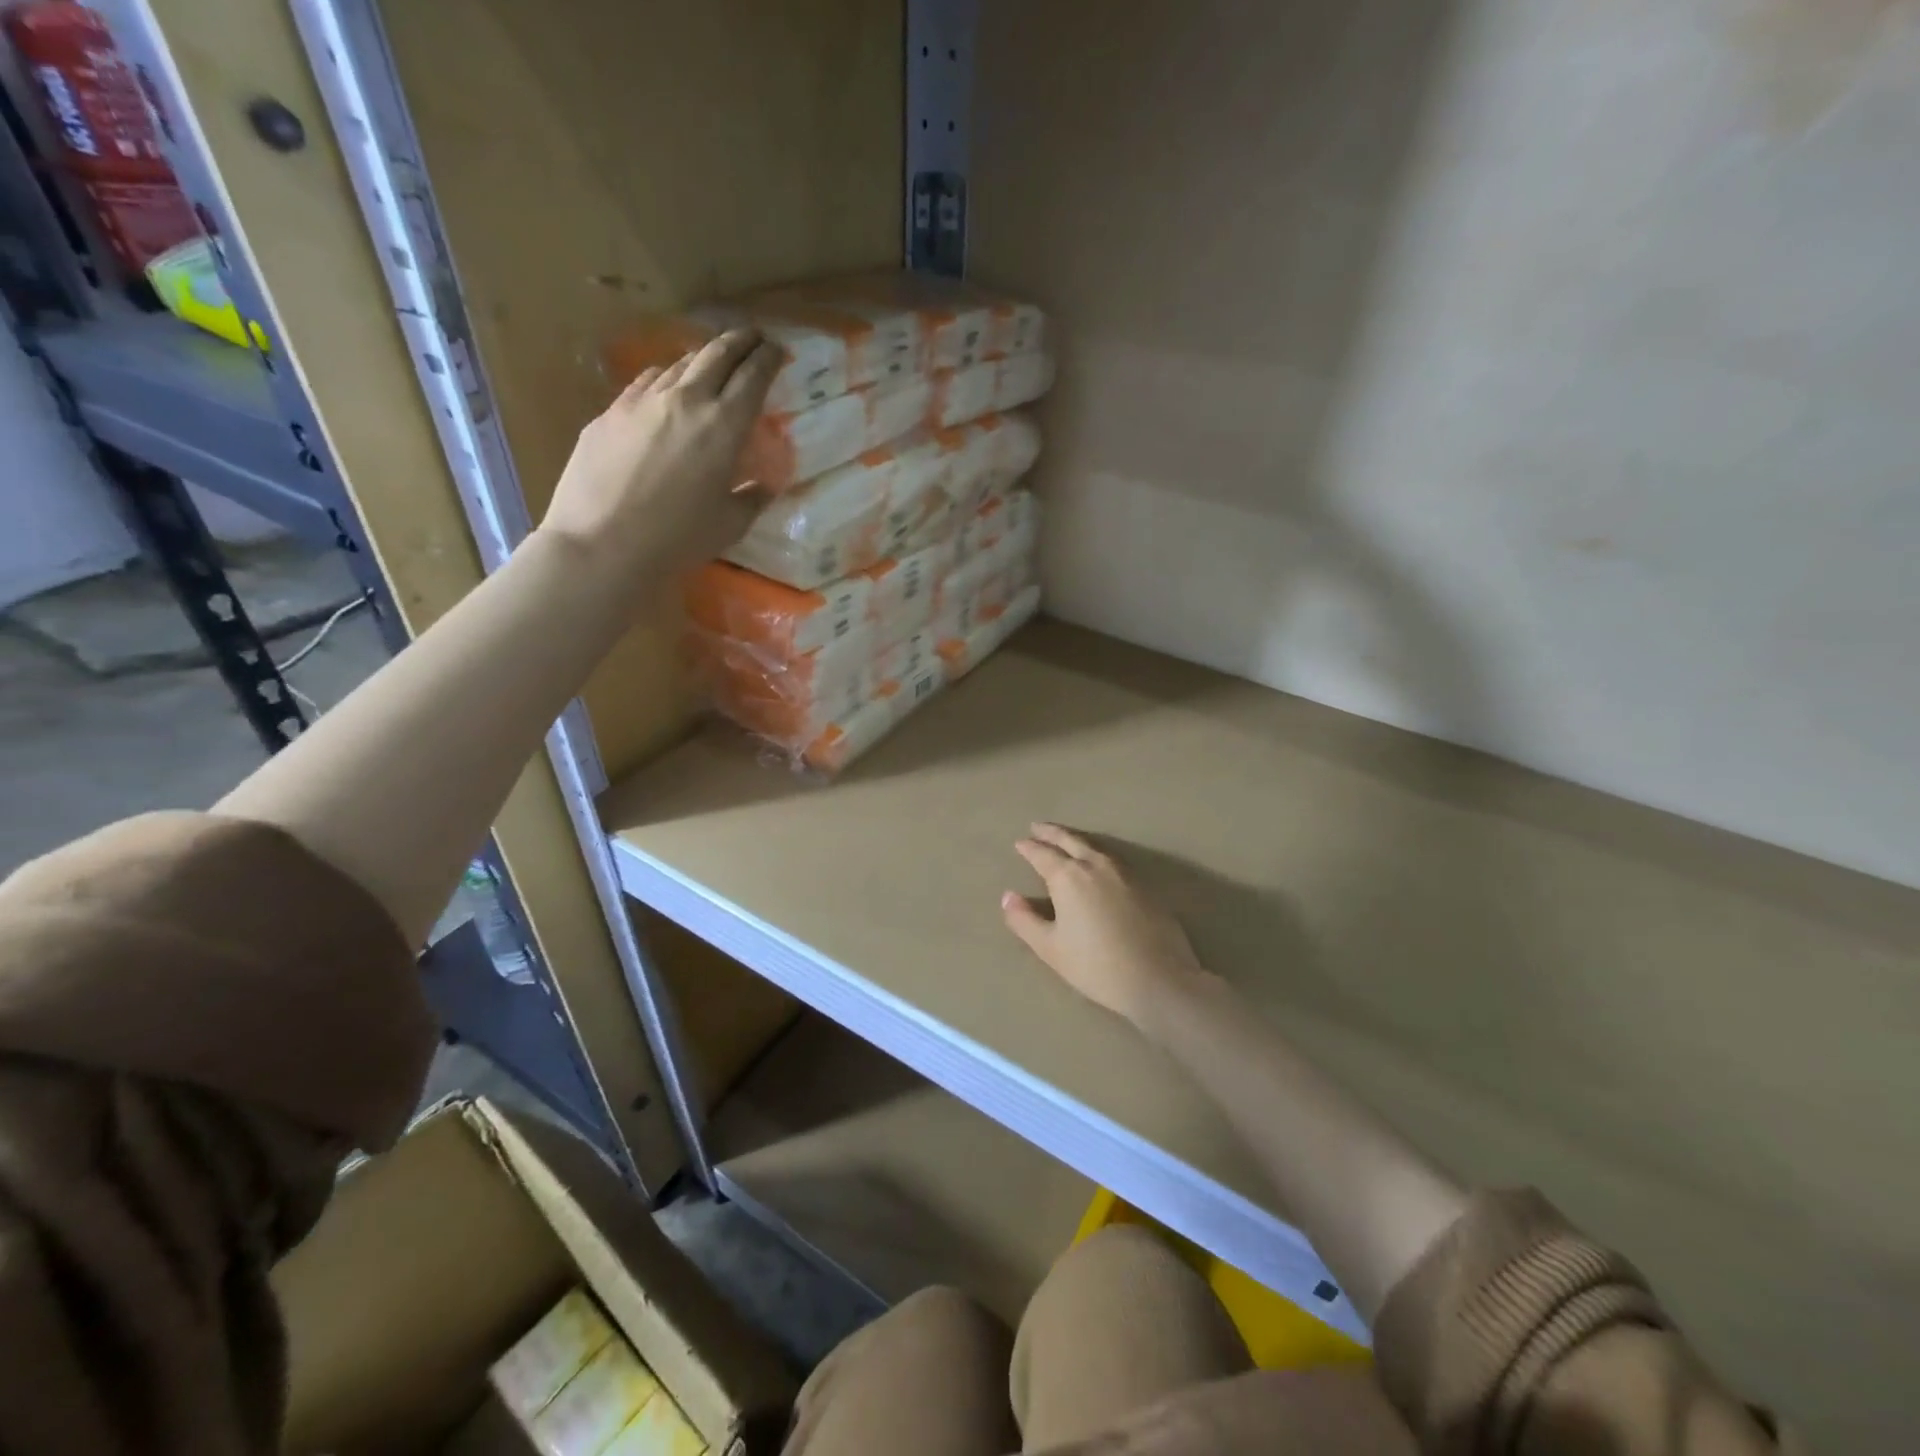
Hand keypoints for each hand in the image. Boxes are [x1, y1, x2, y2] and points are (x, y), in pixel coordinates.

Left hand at [540, 329, 780, 579]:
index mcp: (724, 426)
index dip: (768, 359)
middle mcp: (685, 401)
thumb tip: (763, 486)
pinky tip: (666, 388)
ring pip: (678, 364)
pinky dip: (666, 378)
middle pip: (716, 354)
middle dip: (739, 341)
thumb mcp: (730, 524)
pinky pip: (645, 383)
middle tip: (752, 337)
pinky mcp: (610, 413)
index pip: (752, 377)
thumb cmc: (678, 539)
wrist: (603, 544)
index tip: (777, 350)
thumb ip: (751, 498)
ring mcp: (642, 401)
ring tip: (711, 362)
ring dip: (701, 358)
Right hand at [1001, 823, 1212, 1030]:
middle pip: (1070, 841)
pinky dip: (1098, 853)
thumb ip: (1025, 920)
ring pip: (1095, 846)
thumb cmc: (1096, 965)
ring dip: (1076, 840)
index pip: (1043, 854)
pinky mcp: (1145, 885)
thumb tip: (1008, 897)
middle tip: (1038, 827)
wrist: (1158, 978)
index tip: (1020, 843)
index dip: (1029, 848)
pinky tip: (1098, 862)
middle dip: (1052, 833)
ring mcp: (1124, 873)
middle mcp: (1096, 865)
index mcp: (1069, 877)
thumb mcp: (1051, 948)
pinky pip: (1114, 858)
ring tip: (1066, 839)